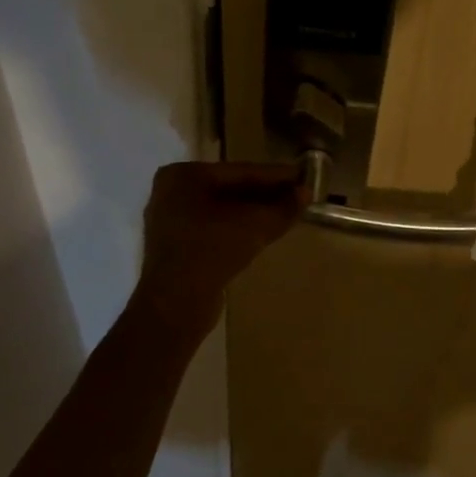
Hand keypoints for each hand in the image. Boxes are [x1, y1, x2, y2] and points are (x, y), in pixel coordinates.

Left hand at [132, 161, 305, 332]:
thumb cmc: (211, 250)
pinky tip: (262, 232)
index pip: (239, 172)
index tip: (302, 175)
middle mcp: (171, 192)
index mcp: (183, 175)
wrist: (175, 305)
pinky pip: (213, 228)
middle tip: (298, 194)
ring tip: (286, 212)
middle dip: (265, 194)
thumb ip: (283, 207)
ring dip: (254, 212)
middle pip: (230, 189)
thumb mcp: (255, 225)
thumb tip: (305, 193)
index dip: (275, 175)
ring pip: (222, 210)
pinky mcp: (175, 247)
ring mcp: (170, 220)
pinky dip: (238, 228)